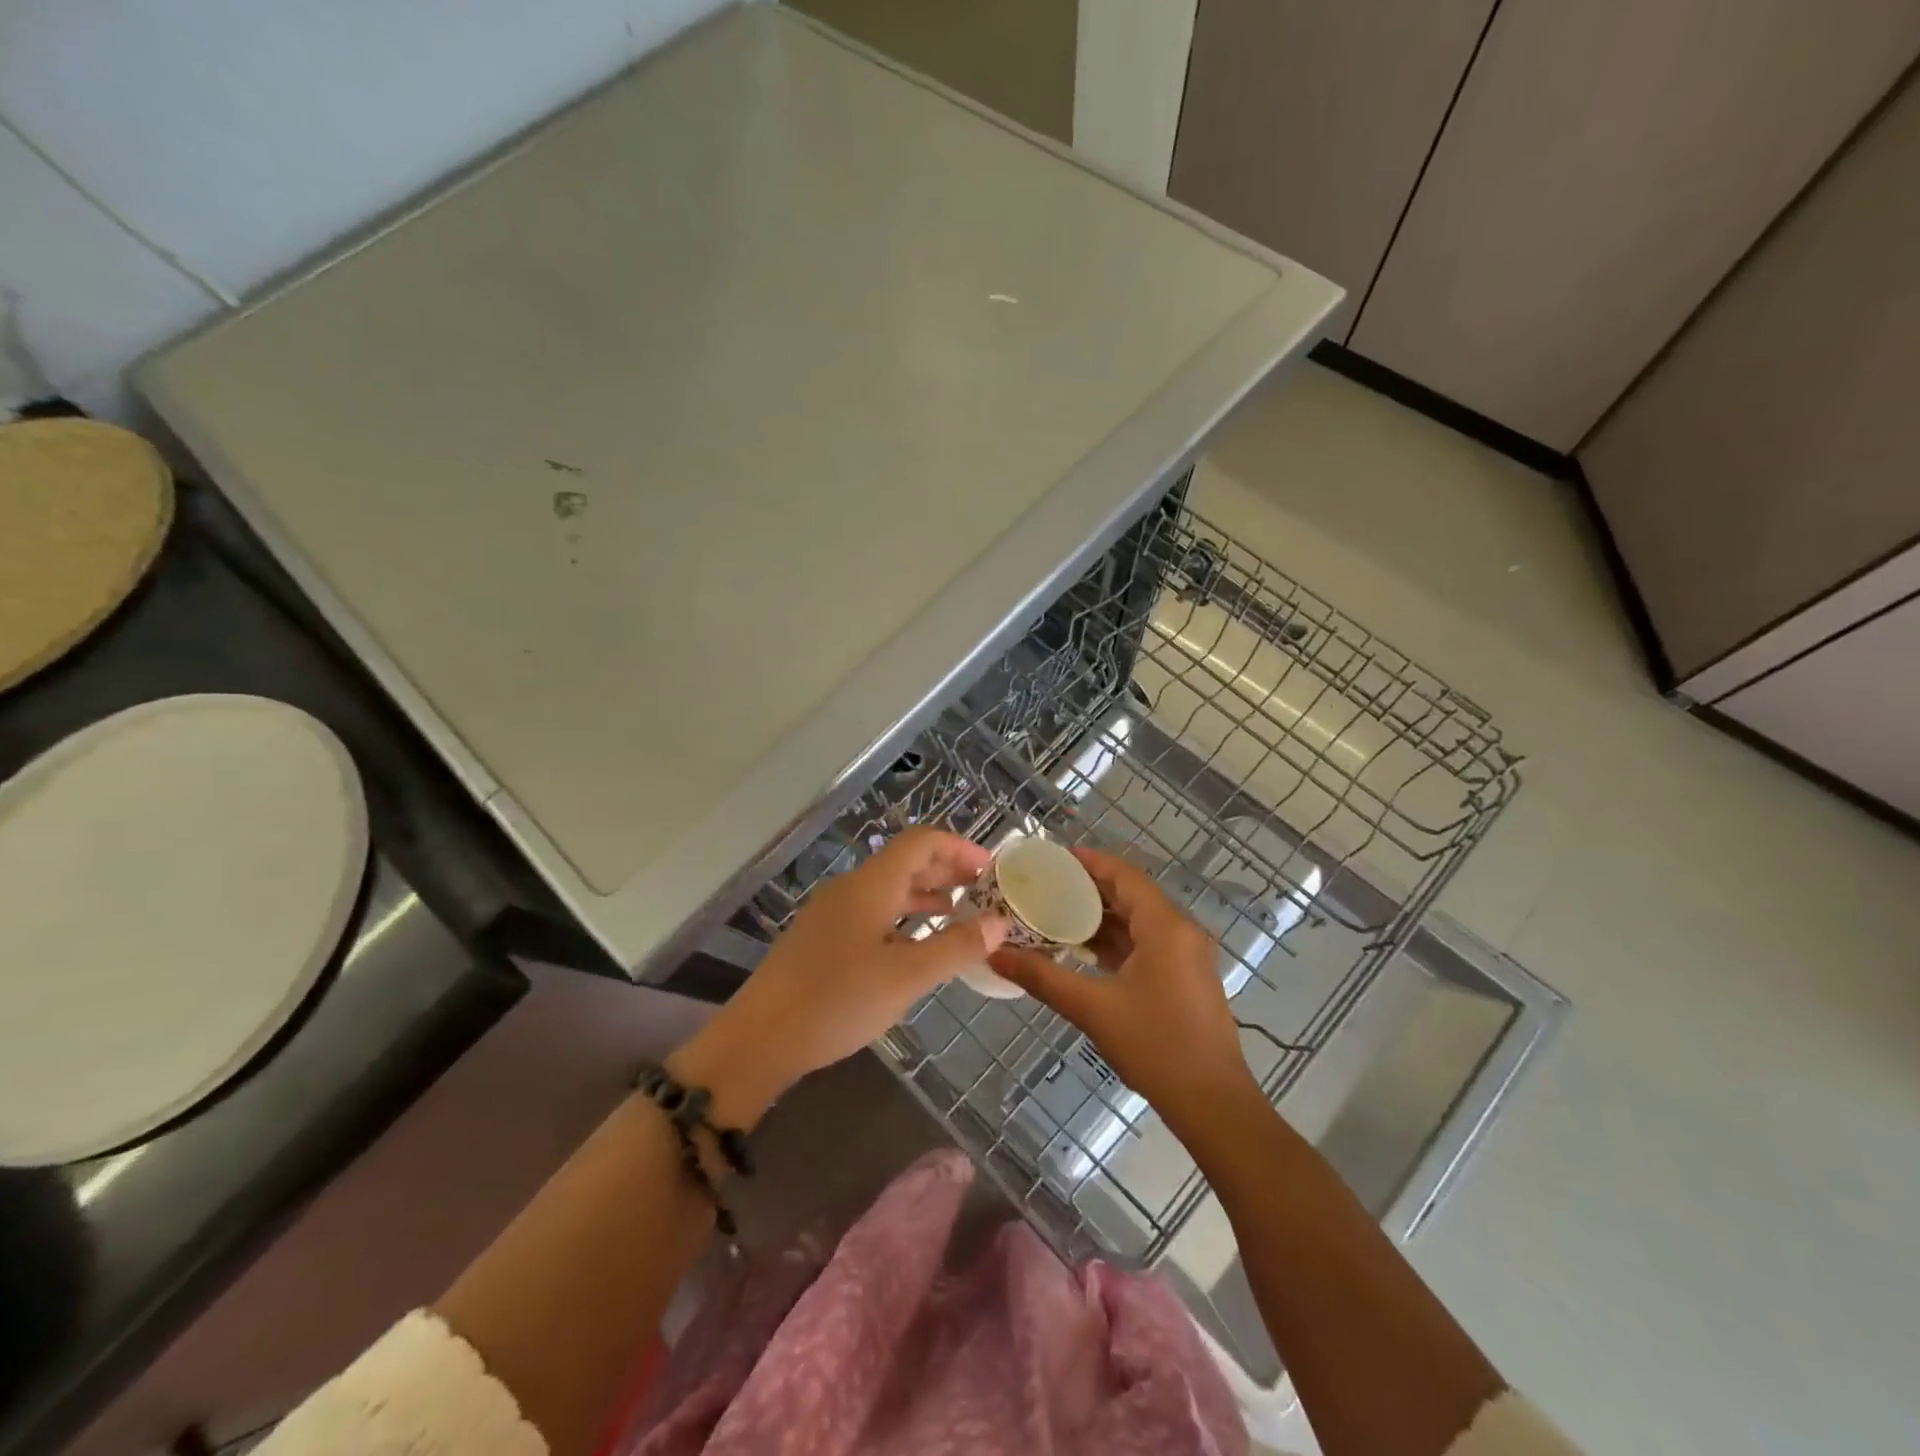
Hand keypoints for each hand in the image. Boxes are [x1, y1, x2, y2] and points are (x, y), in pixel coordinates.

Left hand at [671, 828, 1006, 1124]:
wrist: (759, 1039)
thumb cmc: (837, 1000)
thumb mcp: (906, 977)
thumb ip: (956, 947)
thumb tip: (1001, 923)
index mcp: (871, 885)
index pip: (921, 843)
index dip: (959, 848)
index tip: (992, 869)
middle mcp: (851, 889)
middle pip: (905, 862)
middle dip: (947, 871)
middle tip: (983, 892)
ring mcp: (832, 914)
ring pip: (888, 890)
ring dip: (925, 896)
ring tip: (958, 915)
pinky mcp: (822, 939)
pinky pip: (872, 913)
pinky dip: (902, 919)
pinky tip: (916, 947)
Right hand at [988, 846, 1255, 1129]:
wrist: (1213, 1104)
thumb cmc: (1156, 1047)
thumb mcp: (1093, 1009)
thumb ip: (1042, 977)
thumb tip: (995, 955)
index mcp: (1166, 927)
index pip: (1124, 875)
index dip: (1089, 862)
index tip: (1053, 858)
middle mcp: (1181, 932)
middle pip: (1131, 895)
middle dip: (1089, 889)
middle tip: (1045, 886)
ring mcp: (1186, 956)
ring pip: (1138, 921)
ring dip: (1100, 917)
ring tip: (1055, 914)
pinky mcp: (1184, 978)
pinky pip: (1146, 943)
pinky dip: (1115, 941)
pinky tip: (1083, 950)